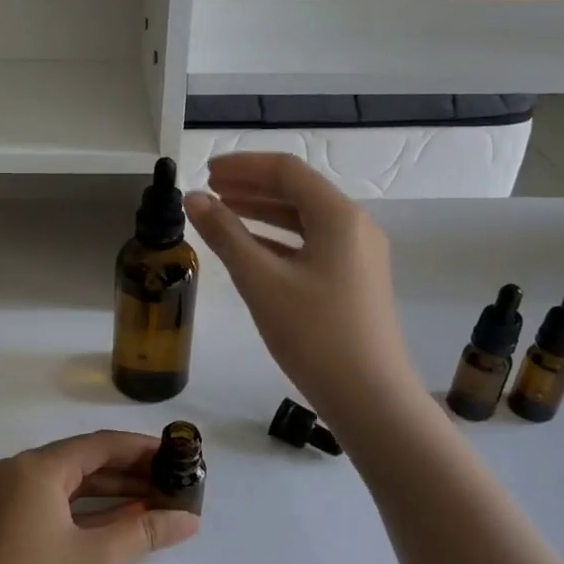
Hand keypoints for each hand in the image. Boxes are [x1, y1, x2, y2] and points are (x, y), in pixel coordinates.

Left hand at [0, 431, 198, 563]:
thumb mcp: (95, 562)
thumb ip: (145, 532)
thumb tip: (190, 519)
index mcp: (33, 469)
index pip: (98, 445)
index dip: (141, 448)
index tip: (179, 455)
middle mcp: (15, 477)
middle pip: (83, 463)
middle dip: (130, 472)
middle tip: (176, 482)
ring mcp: (5, 506)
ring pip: (69, 488)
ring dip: (113, 495)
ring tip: (159, 503)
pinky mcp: (4, 535)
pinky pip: (54, 510)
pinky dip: (89, 515)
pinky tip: (123, 525)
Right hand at [186, 152, 416, 424]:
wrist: (370, 397)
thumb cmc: (313, 334)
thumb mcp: (261, 281)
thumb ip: (226, 235)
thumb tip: (193, 199)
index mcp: (339, 216)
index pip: (287, 171)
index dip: (243, 166)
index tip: (206, 172)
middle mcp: (354, 227)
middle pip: (298, 192)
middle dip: (252, 187)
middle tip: (209, 191)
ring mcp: (358, 255)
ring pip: (305, 220)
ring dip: (263, 213)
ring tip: (223, 214)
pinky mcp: (355, 281)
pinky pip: (312, 245)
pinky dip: (279, 240)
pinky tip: (251, 251)